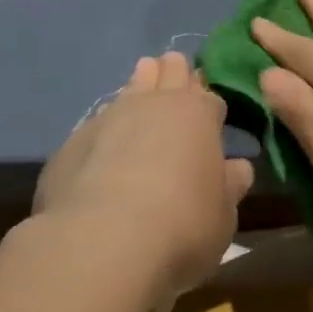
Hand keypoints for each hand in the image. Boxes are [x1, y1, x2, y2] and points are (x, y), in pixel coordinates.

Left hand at [34, 52, 252, 300]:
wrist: (102, 241)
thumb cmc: (181, 225)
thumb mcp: (222, 216)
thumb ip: (229, 186)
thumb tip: (237, 168)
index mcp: (199, 113)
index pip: (210, 97)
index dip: (210, 107)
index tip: (210, 119)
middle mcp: (156, 102)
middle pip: (171, 71)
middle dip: (176, 75)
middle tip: (176, 90)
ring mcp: (112, 114)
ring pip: (132, 85)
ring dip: (140, 88)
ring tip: (141, 100)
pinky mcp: (75, 139)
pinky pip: (97, 121)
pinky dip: (106, 129)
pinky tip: (103, 148)